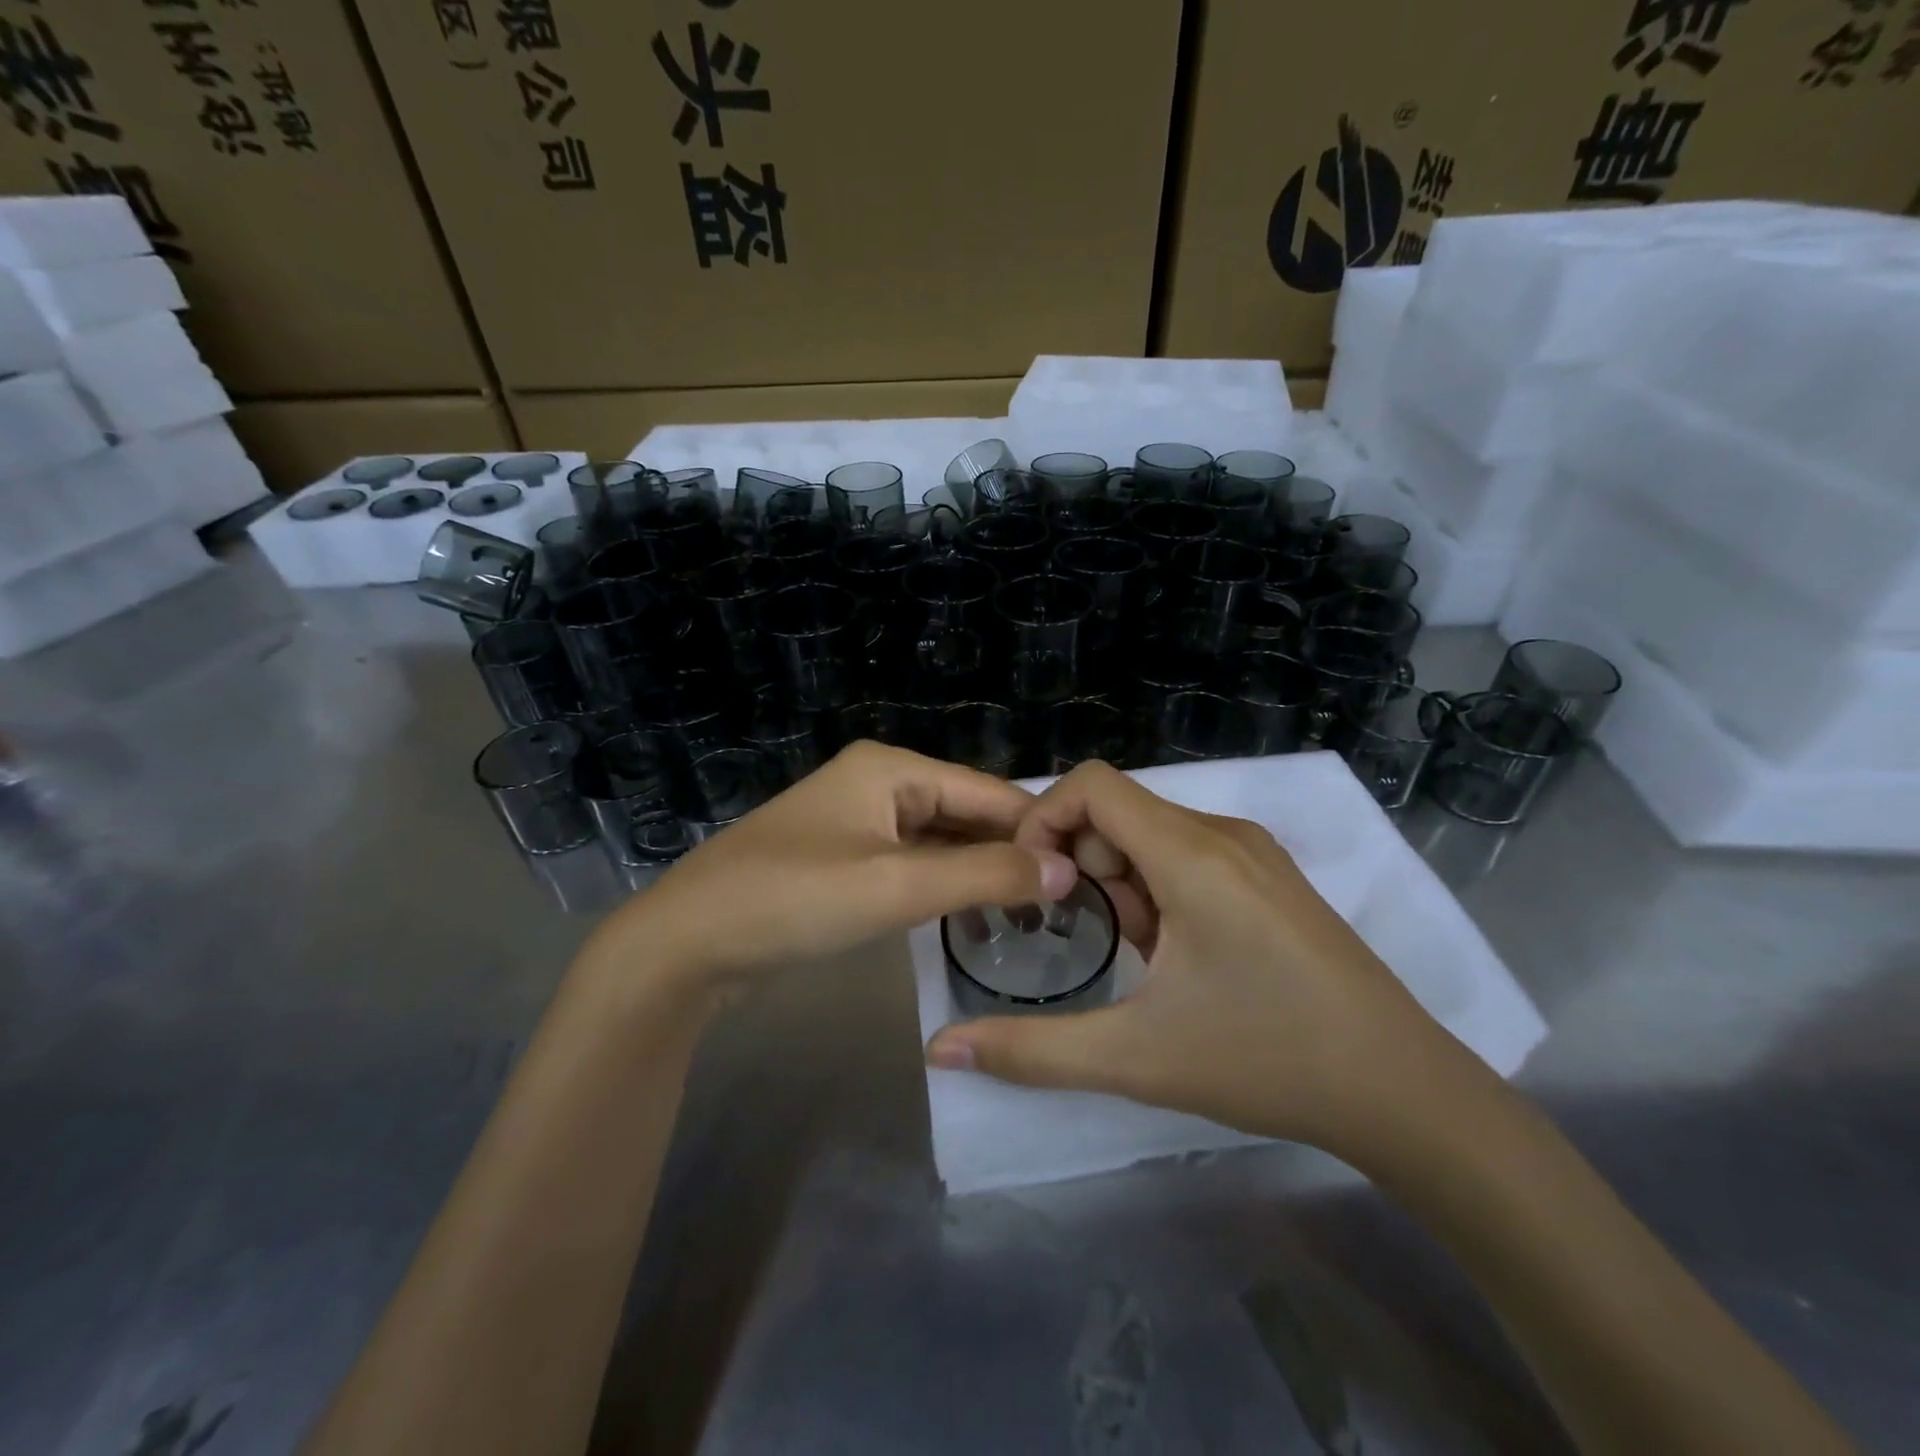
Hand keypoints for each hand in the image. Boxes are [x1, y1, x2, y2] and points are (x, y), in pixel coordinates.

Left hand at [583, 742, 1078, 995]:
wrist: (688, 942)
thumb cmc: (793, 900)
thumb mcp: (895, 885)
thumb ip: (983, 875)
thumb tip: (1063, 870)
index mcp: (890, 768)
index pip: (987, 792)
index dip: (1036, 830)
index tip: (1085, 874)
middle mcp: (877, 782)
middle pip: (964, 812)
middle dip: (1009, 853)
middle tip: (1064, 903)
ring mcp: (857, 820)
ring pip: (939, 840)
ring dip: (978, 871)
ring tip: (1032, 912)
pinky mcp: (843, 857)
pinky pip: (910, 862)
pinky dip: (942, 884)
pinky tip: (972, 913)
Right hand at [923, 761, 1487, 1156]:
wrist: (1403, 1091)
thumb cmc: (1266, 1060)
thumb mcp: (1134, 1058)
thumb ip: (1031, 1050)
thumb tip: (942, 1050)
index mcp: (1191, 854)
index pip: (1093, 785)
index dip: (1045, 820)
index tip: (1033, 887)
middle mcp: (1223, 833)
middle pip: (1119, 811)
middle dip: (1085, 867)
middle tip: (1097, 941)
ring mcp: (1255, 853)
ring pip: (1153, 835)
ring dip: (1123, 884)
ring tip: (1142, 959)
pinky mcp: (1272, 877)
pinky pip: (1189, 855)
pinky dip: (1160, 889)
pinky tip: (1180, 957)